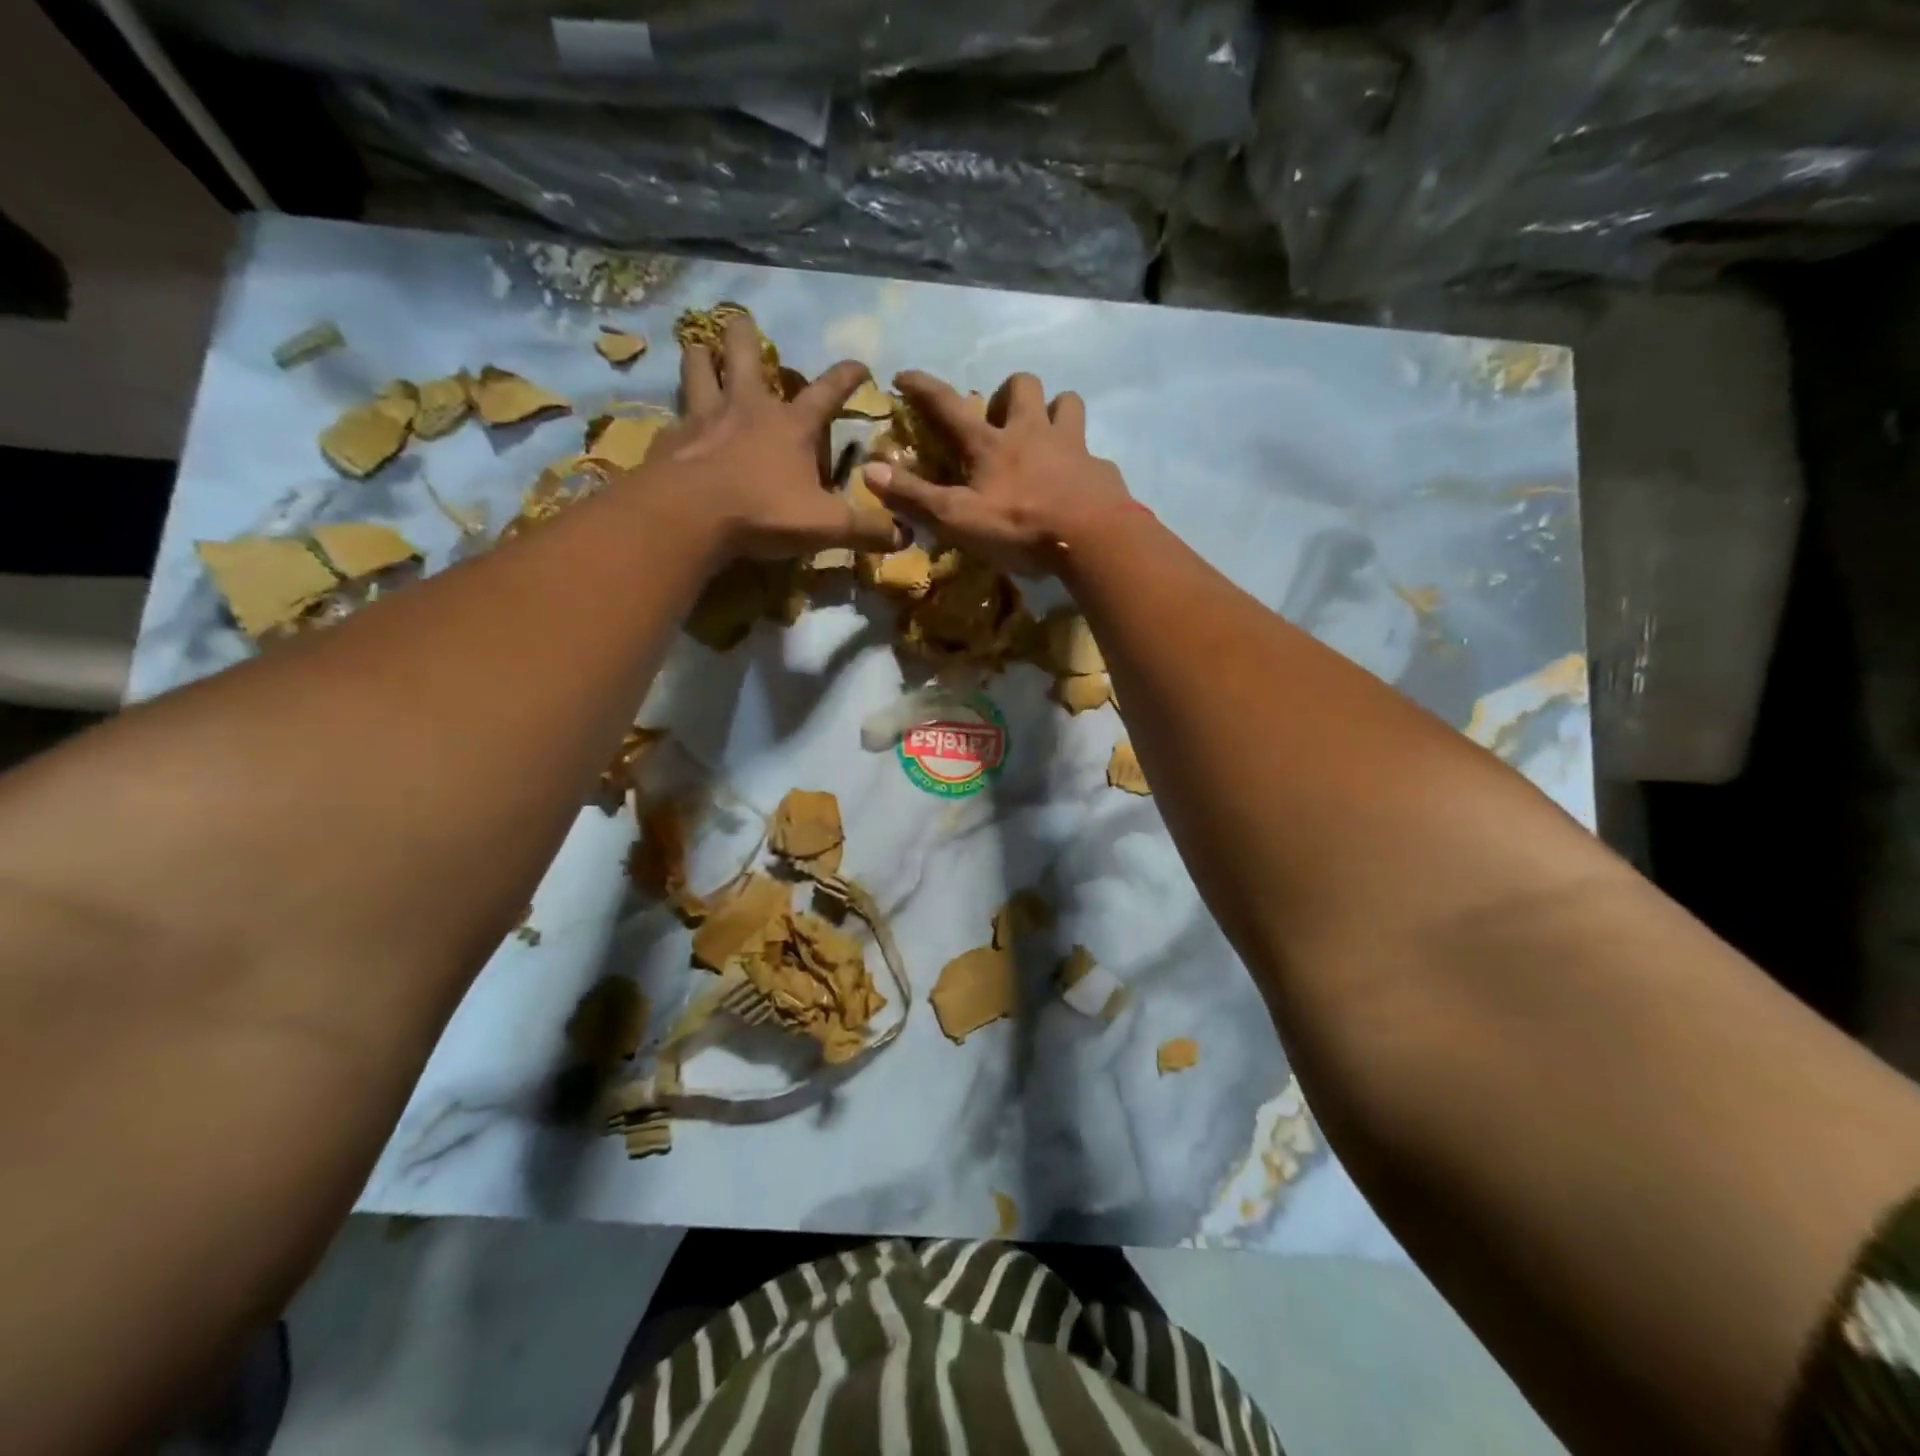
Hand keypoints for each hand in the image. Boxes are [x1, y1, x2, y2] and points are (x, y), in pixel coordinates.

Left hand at [644, 316, 902, 559]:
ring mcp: (704, 418)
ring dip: (700, 356)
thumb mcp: (827, 527)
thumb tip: (904, 535)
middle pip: (745, 356)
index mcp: (792, 426)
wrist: (690, 515)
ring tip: (697, 347)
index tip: (860, 364)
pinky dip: (677, 413)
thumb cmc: (764, 512)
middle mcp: (748, 409)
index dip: (847, 377)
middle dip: (745, 336)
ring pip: (698, 370)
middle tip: (740, 321)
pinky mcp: (672, 439)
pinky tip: (676, 421)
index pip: (827, 392)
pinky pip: (675, 415)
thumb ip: (866, 530)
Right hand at [862, 370, 1133, 575]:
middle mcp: (1033, 432)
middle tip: (1002, 417)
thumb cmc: (1020, 528)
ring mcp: (1072, 447)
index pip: (949, 406)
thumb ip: (915, 497)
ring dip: (1054, 411)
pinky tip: (1077, 482)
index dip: (923, 388)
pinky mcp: (1100, 469)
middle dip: (1008, 391)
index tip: (904, 375)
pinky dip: (1082, 462)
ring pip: (1067, 403)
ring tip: (1045, 435)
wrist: (1094, 539)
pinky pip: (1092, 454)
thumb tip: (868, 470)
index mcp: (992, 444)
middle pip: (1023, 384)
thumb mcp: (958, 519)